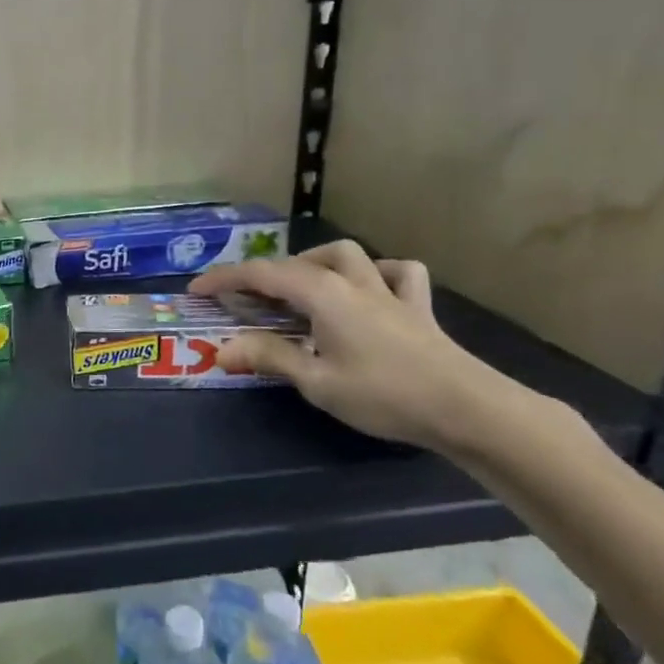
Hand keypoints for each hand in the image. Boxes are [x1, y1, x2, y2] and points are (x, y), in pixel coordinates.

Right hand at [190, 241, 507, 452]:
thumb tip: (221, 350)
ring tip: (300, 284)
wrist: (467, 408)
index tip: (196, 290)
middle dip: (264, 274)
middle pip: (298, 263)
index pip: (262, 275)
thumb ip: (269, 358)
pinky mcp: (417, 308)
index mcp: (323, 295)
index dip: (225, 280)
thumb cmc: (384, 394)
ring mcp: (388, 292)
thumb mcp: (317, 382)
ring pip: (349, 255)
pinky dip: (378, 273)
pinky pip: (398, 274)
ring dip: (317, 261)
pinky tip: (370, 288)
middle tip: (244, 299)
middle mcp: (352, 282)